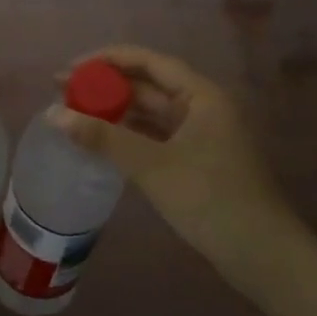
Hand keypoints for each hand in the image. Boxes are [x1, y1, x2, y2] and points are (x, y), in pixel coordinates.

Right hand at [48, 46, 302, 293]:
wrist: (262, 255)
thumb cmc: (210, 198)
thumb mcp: (152, 166)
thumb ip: (103, 137)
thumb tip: (53, 114)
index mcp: (200, 95)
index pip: (148, 61)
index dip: (107, 60)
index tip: (70, 70)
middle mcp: (202, 107)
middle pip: (148, 85)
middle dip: (106, 86)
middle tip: (62, 92)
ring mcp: (201, 135)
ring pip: (151, 113)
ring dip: (115, 111)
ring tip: (75, 115)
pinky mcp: (197, 161)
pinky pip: (156, 136)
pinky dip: (129, 135)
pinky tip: (102, 142)